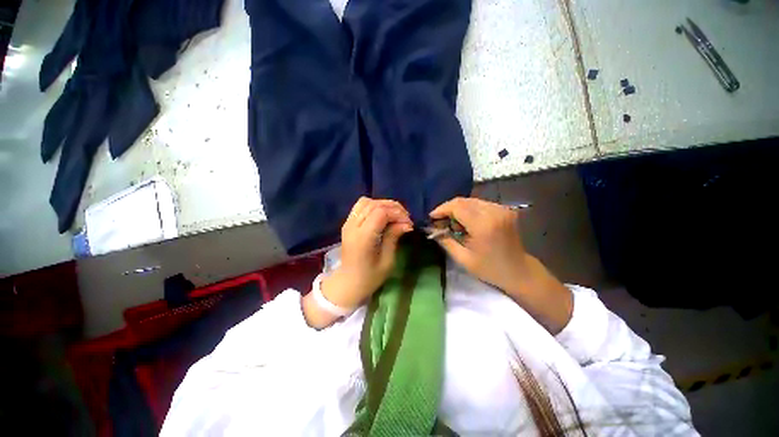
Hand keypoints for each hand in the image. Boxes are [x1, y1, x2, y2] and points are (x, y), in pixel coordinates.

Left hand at [322, 197, 412, 309]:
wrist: (348, 283)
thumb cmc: (370, 277)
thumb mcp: (387, 260)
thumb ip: (393, 237)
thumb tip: (406, 223)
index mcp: (363, 237)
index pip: (380, 213)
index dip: (397, 214)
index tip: (408, 223)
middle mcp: (353, 226)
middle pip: (374, 204)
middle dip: (393, 208)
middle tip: (405, 218)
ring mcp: (348, 223)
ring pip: (366, 202)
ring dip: (383, 204)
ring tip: (394, 215)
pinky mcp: (347, 223)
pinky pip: (360, 206)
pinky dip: (374, 206)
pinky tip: (382, 215)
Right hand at [430, 197, 527, 291]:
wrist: (519, 271)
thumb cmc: (490, 269)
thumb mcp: (463, 259)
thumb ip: (445, 241)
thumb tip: (431, 228)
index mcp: (484, 225)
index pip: (457, 207)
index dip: (441, 209)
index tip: (431, 217)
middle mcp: (494, 212)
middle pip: (463, 201)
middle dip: (448, 209)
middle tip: (440, 221)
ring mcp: (502, 209)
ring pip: (471, 200)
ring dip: (458, 209)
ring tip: (453, 223)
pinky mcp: (505, 209)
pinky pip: (480, 203)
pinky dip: (469, 209)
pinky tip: (466, 221)